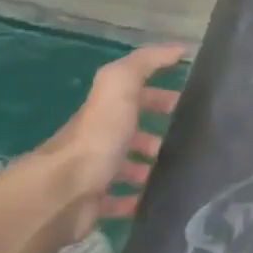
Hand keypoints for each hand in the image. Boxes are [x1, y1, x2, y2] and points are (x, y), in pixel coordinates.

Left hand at [27, 44, 187, 245]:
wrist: (64, 192)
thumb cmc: (96, 136)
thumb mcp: (120, 85)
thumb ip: (145, 63)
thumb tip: (177, 48)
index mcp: (106, 110)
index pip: (135, 96)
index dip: (160, 95)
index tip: (188, 104)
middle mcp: (98, 138)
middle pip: (130, 132)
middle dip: (157, 134)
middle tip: (187, 142)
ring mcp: (94, 172)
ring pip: (126, 166)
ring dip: (148, 167)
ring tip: (175, 172)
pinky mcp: (94, 203)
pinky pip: (119, 201)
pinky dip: (135, 199)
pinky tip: (153, 200)